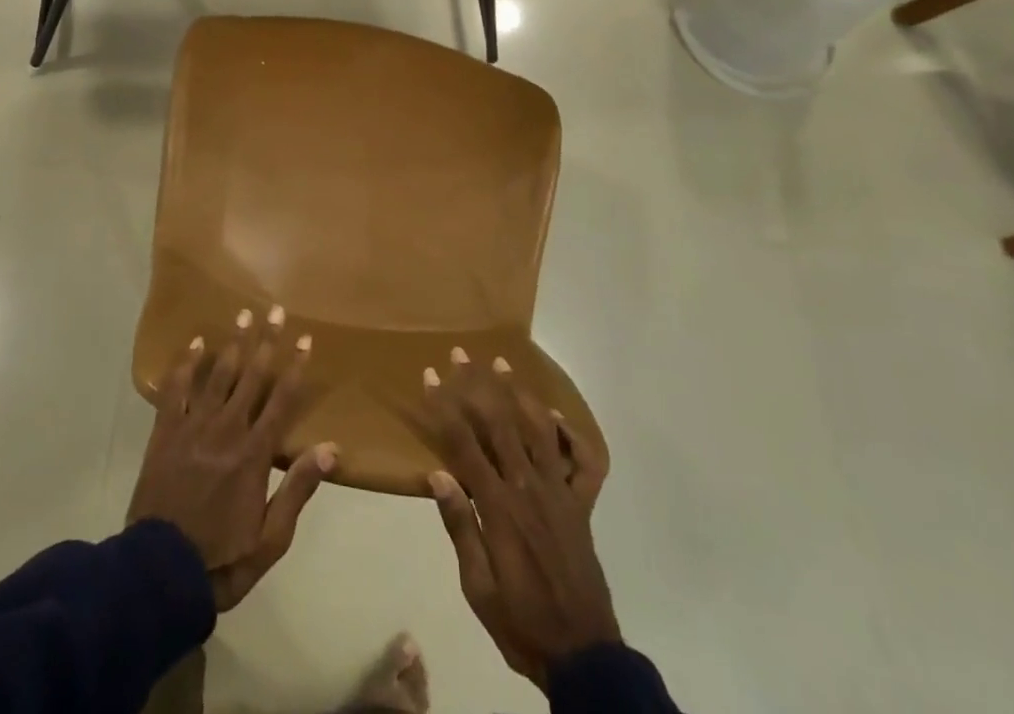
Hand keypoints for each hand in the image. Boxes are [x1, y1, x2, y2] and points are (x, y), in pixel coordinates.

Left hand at [128, 306, 336, 610]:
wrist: (160, 572)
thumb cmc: (222, 558)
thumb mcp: (271, 538)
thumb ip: (298, 489)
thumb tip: (331, 448)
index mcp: (254, 454)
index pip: (282, 400)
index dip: (295, 368)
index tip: (305, 339)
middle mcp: (227, 430)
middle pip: (251, 376)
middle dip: (266, 341)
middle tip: (275, 309)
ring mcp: (194, 427)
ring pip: (218, 374)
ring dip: (233, 343)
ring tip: (243, 314)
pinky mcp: (165, 432)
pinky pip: (176, 390)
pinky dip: (185, 364)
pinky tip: (195, 343)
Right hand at [423, 350, 616, 689]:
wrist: (583, 657)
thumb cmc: (521, 622)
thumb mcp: (477, 587)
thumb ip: (460, 527)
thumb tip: (436, 474)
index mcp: (499, 507)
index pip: (464, 444)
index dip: (444, 407)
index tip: (429, 377)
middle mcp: (528, 488)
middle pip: (500, 423)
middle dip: (476, 385)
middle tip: (460, 354)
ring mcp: (559, 493)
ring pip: (539, 429)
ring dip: (518, 393)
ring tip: (501, 363)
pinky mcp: (581, 506)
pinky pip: (583, 463)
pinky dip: (572, 435)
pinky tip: (555, 417)